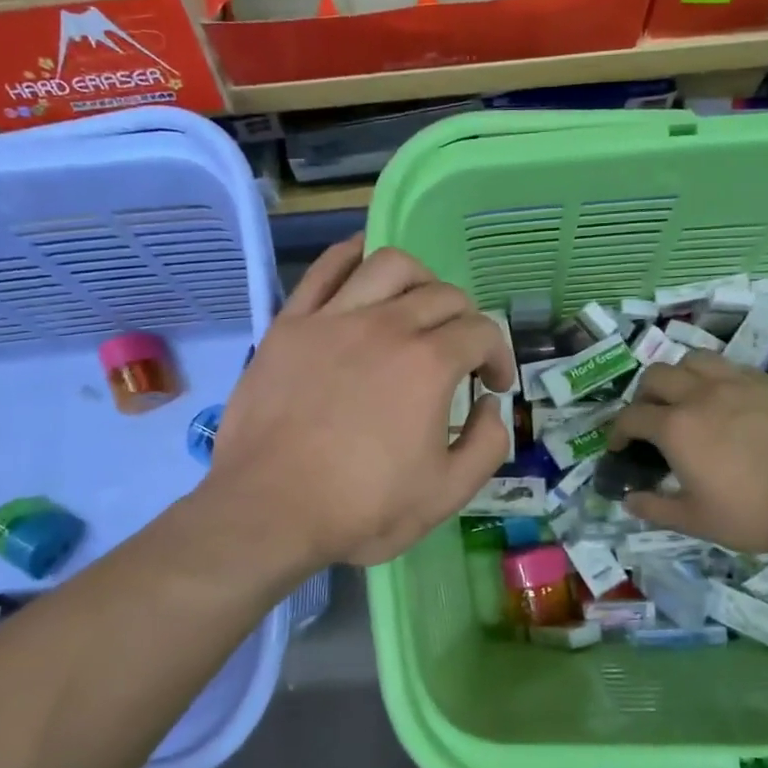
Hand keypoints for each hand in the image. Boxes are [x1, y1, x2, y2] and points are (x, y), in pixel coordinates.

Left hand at [203, 236, 514, 567]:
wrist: (269, 511)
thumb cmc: (361, 508)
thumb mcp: (446, 494)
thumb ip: (487, 444)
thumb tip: (490, 404)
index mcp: (429, 365)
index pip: (482, 332)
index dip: (498, 355)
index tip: (491, 384)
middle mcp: (387, 325)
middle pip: (443, 294)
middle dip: (465, 321)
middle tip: (459, 354)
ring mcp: (334, 318)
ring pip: (390, 264)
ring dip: (420, 279)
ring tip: (417, 307)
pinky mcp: (291, 323)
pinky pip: (326, 269)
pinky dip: (353, 256)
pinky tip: (364, 267)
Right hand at [606, 351, 767, 556]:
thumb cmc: (752, 512)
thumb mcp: (695, 520)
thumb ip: (655, 508)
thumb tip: (628, 500)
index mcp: (675, 427)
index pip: (631, 416)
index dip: (617, 431)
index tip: (619, 446)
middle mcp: (699, 394)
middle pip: (656, 376)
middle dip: (643, 395)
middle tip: (650, 419)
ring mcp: (736, 383)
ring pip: (693, 359)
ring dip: (679, 375)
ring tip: (685, 397)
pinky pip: (730, 367)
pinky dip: (715, 378)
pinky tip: (726, 401)